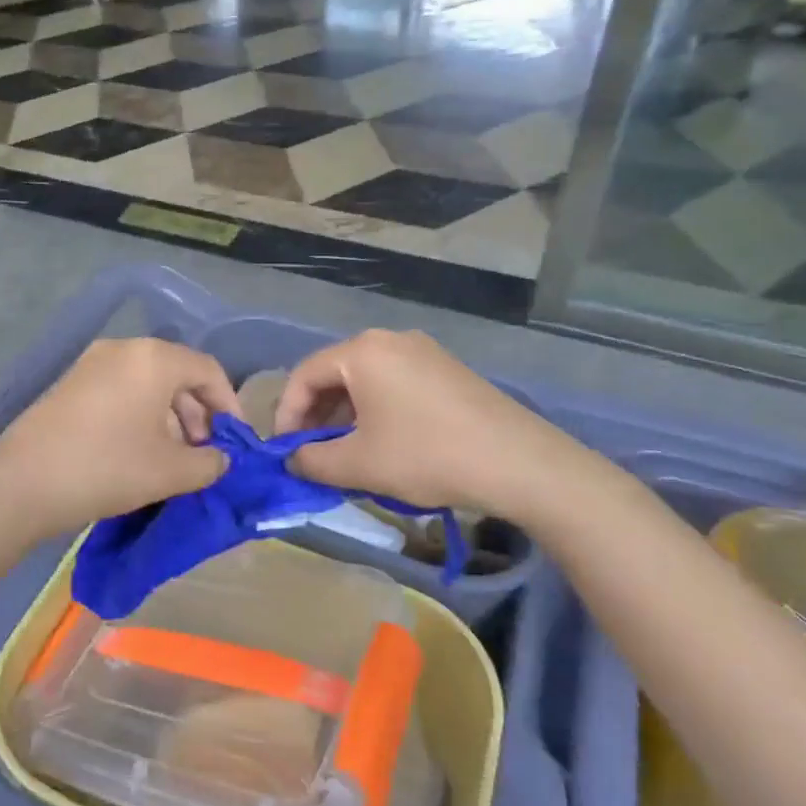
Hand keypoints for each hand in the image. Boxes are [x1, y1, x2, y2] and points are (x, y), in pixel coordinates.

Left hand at [0, 339, 240, 541]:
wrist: (22, 482)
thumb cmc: (107, 468)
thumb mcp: (170, 471)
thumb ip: (209, 463)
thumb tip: (220, 459)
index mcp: (153, 358)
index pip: (207, 369)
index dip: (229, 404)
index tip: (236, 440)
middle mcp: (123, 349)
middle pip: (176, 372)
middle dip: (198, 412)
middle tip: (203, 453)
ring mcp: (91, 362)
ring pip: (147, 382)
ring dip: (169, 416)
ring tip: (172, 457)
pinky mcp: (70, 382)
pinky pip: (120, 389)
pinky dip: (139, 413)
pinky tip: (137, 450)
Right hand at [274, 330, 607, 526]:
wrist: (520, 463)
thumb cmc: (427, 456)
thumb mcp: (359, 464)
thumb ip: (312, 461)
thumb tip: (291, 460)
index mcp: (362, 351)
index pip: (304, 375)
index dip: (286, 413)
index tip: (284, 450)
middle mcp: (389, 340)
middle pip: (334, 373)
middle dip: (315, 415)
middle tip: (310, 452)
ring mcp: (422, 351)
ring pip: (364, 379)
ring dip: (344, 415)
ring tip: (344, 452)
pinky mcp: (446, 369)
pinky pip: (393, 382)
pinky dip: (374, 409)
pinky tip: (382, 442)